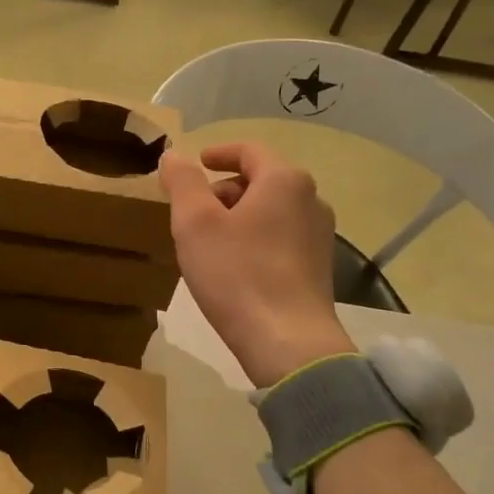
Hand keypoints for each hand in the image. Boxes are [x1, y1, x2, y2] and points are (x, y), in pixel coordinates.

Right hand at [159, 142, 352, 387]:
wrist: (287, 342)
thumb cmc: (237, 274)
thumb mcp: (195, 223)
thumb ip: (182, 182)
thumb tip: (173, 153)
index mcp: (284, 180)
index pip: (249, 150)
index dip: (218, 152)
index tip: (196, 163)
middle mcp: (311, 200)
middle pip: (261, 181)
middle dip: (223, 190)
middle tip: (192, 214)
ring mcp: (320, 236)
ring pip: (270, 212)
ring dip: (238, 218)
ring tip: (208, 245)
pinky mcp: (318, 268)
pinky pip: (280, 239)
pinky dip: (254, 240)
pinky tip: (234, 269)